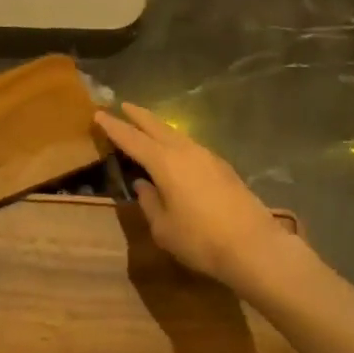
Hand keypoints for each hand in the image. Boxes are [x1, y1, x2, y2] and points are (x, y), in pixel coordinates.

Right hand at [94, 103, 292, 288]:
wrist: (254, 246)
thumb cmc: (201, 240)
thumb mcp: (164, 228)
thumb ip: (149, 202)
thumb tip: (144, 185)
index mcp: (164, 162)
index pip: (132, 139)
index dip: (114, 127)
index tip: (99, 114)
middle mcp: (185, 151)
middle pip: (156, 126)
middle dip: (138, 116)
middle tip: (123, 106)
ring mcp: (207, 156)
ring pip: (176, 134)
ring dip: (159, 128)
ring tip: (147, 127)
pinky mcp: (223, 167)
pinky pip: (191, 146)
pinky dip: (176, 142)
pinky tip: (175, 152)